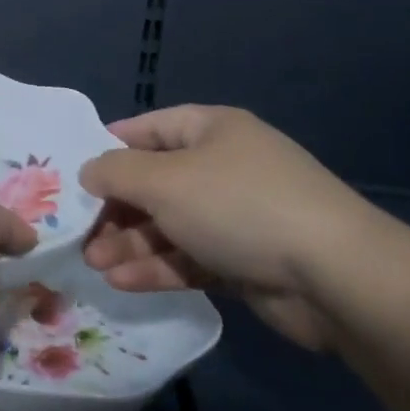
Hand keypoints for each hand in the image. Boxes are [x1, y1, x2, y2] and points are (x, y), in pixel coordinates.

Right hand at [80, 105, 391, 351]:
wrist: (335, 277)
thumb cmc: (239, 206)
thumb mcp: (164, 181)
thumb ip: (116, 172)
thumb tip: (88, 170)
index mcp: (211, 129)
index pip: (149, 128)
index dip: (111, 146)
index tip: (74, 172)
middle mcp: (223, 167)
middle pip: (155, 182)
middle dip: (116, 209)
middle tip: (79, 234)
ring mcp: (237, 216)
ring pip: (170, 225)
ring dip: (131, 243)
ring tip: (92, 264)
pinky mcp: (245, 261)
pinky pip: (190, 257)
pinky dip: (158, 267)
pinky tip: (123, 282)